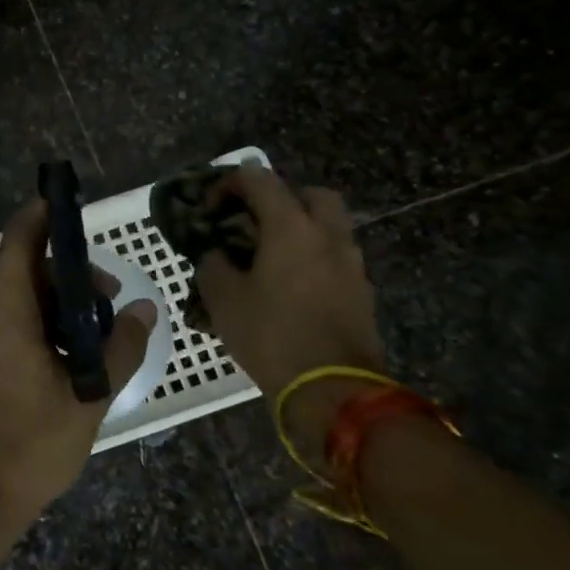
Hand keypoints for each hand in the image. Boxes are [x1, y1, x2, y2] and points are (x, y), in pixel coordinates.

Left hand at [0, 200, 156, 526]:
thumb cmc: (30, 444)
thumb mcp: (89, 396)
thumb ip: (120, 346)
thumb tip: (144, 308)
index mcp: (3, 310)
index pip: (20, 239)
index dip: (43, 215)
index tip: (68, 205)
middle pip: (23, 273)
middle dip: (67, 279)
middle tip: (105, 307)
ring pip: (12, 303)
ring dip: (51, 308)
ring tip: (87, 344)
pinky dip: (28, 328)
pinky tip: (55, 363)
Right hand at [192, 167, 385, 465]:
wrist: (333, 390)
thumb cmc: (271, 335)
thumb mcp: (223, 299)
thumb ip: (213, 264)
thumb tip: (215, 254)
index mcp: (291, 227)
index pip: (259, 179)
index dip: (229, 184)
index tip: (209, 207)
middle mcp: (327, 235)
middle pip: (310, 194)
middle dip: (280, 198)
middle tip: (254, 221)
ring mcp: (350, 264)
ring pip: (328, 226)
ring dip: (300, 229)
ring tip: (269, 255)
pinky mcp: (361, 292)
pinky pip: (335, 257)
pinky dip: (313, 257)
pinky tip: (290, 284)